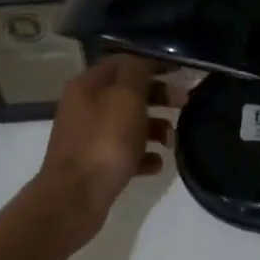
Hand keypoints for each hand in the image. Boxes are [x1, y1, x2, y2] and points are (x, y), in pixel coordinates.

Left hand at [33, 54, 178, 247]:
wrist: (75, 197)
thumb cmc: (104, 142)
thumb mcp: (125, 98)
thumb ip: (136, 72)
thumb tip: (143, 62)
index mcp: (88, 85)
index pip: (124, 62)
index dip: (153, 63)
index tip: (181, 71)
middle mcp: (85, 107)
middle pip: (128, 93)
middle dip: (158, 96)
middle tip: (184, 103)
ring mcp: (89, 137)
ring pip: (129, 124)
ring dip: (155, 128)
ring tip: (172, 140)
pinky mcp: (96, 164)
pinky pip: (126, 153)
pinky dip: (144, 156)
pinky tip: (156, 164)